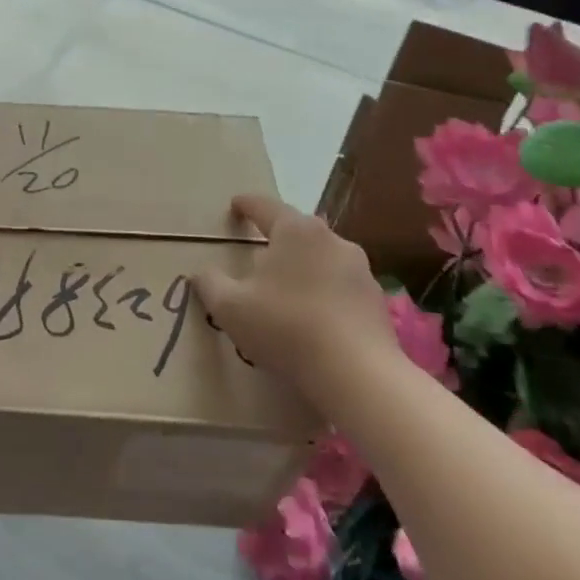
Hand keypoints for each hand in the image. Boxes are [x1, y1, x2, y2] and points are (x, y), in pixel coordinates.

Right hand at [192, 193, 400, 415]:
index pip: (265, 206)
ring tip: (286, 293)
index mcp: (295, 230)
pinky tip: (314, 320)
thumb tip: (202, 273)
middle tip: (259, 256)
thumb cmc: (286, 327)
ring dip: (303, 268)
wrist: (358, 375)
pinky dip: (325, 294)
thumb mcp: (230, 307)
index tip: (235, 205)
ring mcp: (360, 269)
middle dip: (278, 239)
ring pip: (322, 258)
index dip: (246, 204)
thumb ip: (210, 283)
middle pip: (297, 231)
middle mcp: (331, 239)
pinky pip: (341, 287)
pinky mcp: (376, 300)